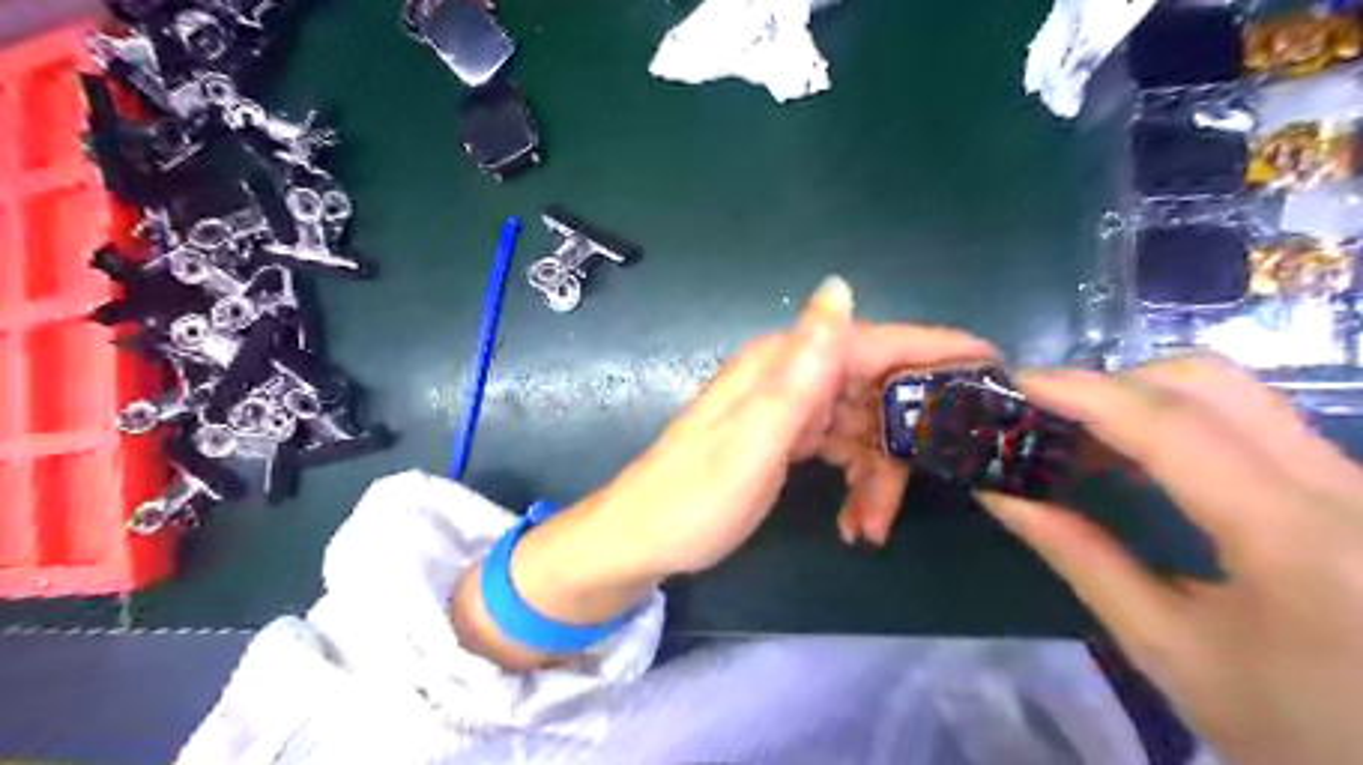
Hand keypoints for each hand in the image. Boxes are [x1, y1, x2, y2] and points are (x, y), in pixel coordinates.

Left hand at [451, 278, 997, 666]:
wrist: (642, 538)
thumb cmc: (694, 497)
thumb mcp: (752, 439)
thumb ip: (800, 368)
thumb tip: (840, 287)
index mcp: (785, 366)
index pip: (876, 341)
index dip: (935, 349)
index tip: (995, 367)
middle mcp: (791, 377)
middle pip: (877, 390)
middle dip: (906, 442)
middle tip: (920, 492)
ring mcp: (789, 409)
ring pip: (865, 428)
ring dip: (880, 477)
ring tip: (871, 527)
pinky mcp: (787, 438)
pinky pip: (842, 450)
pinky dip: (858, 484)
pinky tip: (856, 523)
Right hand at [979, 355, 1362, 764]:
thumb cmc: (1292, 728)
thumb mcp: (1167, 649)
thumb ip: (1081, 558)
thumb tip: (1001, 494)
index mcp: (1295, 540)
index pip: (1172, 426)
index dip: (1083, 392)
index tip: (1015, 384)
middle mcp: (1345, 490)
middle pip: (1210, 383)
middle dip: (1112, 384)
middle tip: (1046, 416)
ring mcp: (1360, 483)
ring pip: (1236, 394)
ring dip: (1143, 399)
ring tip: (1081, 439)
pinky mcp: (1356, 489)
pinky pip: (1254, 422)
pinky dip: (1179, 421)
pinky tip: (1138, 458)